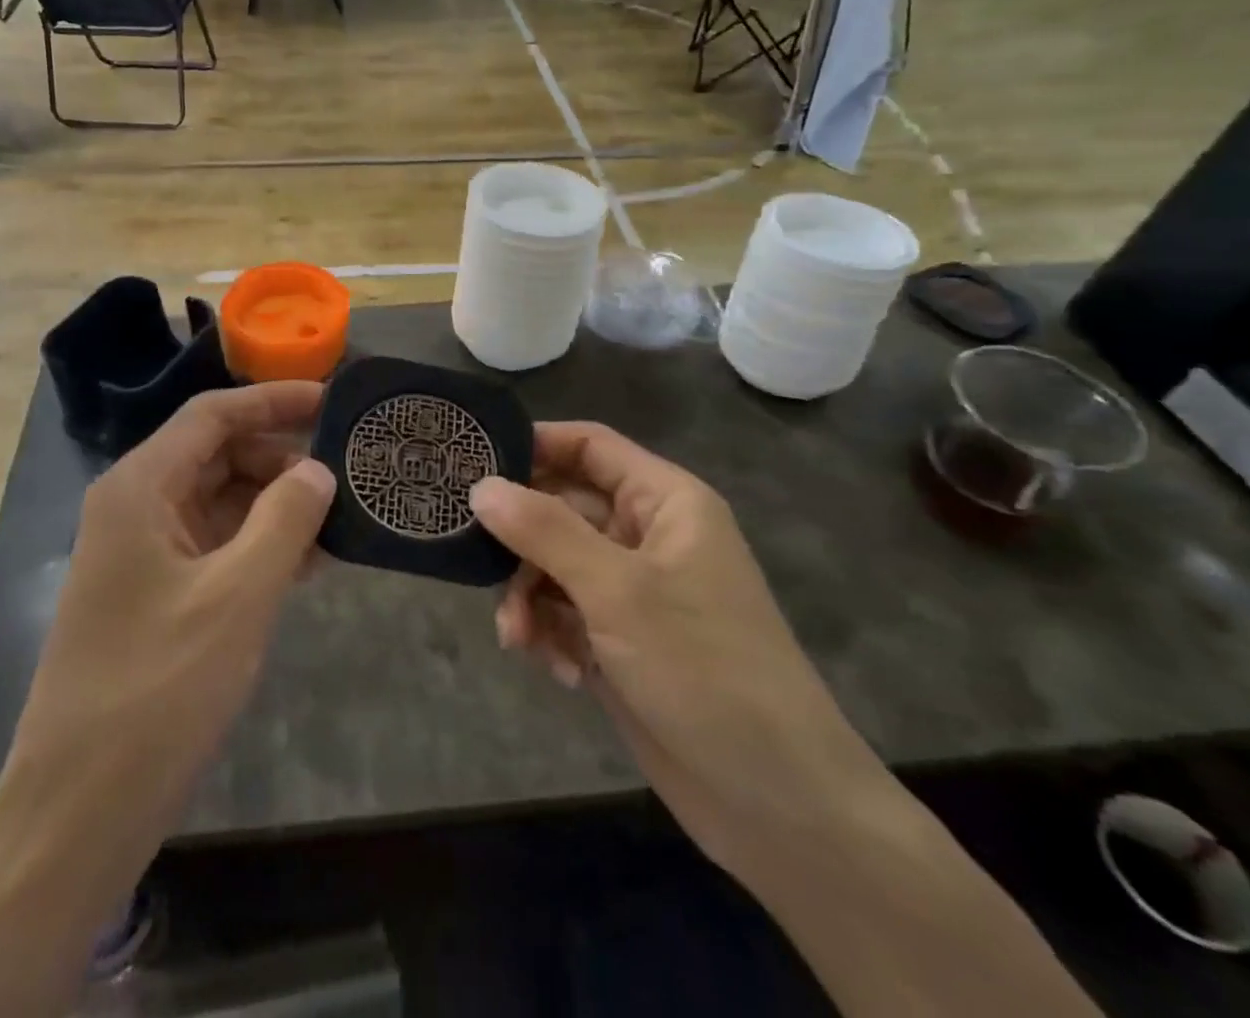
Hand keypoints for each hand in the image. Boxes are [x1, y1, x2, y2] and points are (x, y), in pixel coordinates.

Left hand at [8, 383, 335, 821]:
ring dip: (276, 506)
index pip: (212, 415)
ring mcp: (144, 553)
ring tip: (339, 518)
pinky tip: (311, 562)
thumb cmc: (157, 689)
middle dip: (280, 459)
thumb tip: (317, 470)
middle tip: (345, 473)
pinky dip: (260, 546)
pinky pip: (217, 547)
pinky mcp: (156, 595)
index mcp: (140, 488)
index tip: (331, 401)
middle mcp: (136, 507)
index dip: (272, 401)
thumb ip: (285, 520)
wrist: (78, 810)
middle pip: (217, 454)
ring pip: (221, 502)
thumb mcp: (237, 597)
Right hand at [471, 423, 891, 872]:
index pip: (589, 446)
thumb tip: (480, 486)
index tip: (472, 463)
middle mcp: (645, 535)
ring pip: (552, 564)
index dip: (533, 445)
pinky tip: (559, 671)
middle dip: (520, 539)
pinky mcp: (619, 640)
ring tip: (519, 638)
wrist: (777, 803)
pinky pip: (562, 613)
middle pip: (561, 506)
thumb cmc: (704, 670)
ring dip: (528, 596)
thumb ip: (544, 531)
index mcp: (663, 502)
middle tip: (476, 560)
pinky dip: (548, 634)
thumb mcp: (618, 591)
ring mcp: (632, 591)